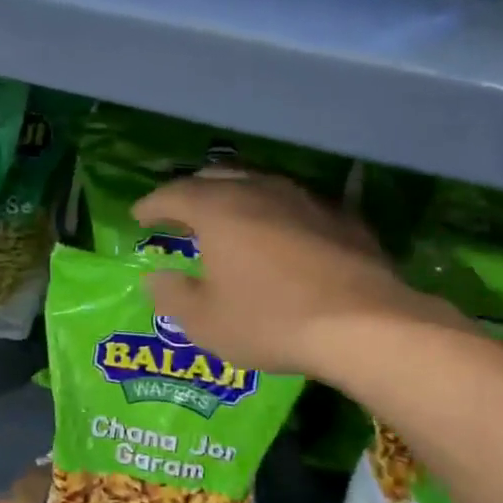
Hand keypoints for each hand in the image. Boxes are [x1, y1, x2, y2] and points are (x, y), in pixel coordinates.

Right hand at [131, 171, 464, 378]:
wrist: (364, 325)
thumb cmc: (270, 321)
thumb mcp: (205, 322)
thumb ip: (172, 296)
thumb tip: (155, 278)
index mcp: (218, 210)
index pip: (173, 194)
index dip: (151, 204)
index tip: (138, 216)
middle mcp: (259, 191)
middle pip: (217, 177)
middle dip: (192, 191)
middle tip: (179, 211)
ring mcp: (305, 199)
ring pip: (260, 183)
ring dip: (236, 196)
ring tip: (228, 217)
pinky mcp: (342, 217)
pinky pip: (296, 204)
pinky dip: (277, 213)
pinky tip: (282, 232)